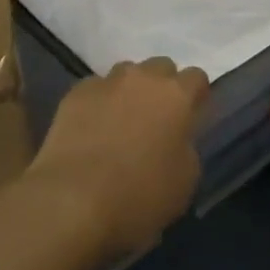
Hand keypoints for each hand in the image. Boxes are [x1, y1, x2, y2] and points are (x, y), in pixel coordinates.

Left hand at [25, 57, 210, 258]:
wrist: (72, 201)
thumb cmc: (138, 196)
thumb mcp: (184, 183)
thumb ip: (187, 149)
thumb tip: (178, 140)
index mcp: (177, 96)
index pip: (197, 78)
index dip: (196, 96)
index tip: (191, 118)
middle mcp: (144, 77)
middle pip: (161, 68)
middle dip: (162, 88)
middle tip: (156, 120)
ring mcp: (108, 81)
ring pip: (127, 74)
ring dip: (130, 92)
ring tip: (121, 123)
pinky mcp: (77, 92)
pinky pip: (96, 89)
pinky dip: (99, 103)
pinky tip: (92, 130)